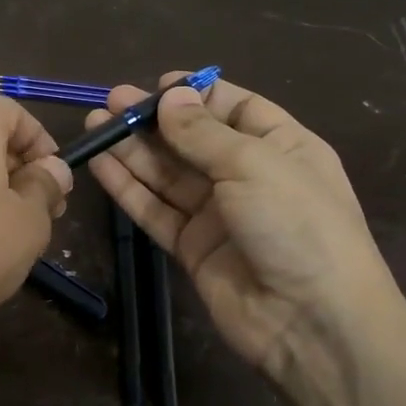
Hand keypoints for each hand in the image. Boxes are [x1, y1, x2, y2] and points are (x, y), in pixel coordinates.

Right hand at [88, 74, 398, 389]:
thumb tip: (170, 95)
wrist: (310, 321)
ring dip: (132, 149)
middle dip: (153, 120)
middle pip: (193, 140)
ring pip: (167, 174)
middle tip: (111, 101)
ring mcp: (219, 214)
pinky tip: (100, 164)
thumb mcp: (254, 165)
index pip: (236, 109)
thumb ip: (203, 133)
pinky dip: (128, 188)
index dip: (197, 95)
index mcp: (282, 147)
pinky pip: (155, 210)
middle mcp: (249, 177)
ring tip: (94, 123)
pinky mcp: (192, 247)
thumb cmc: (296, 224)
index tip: (157, 84)